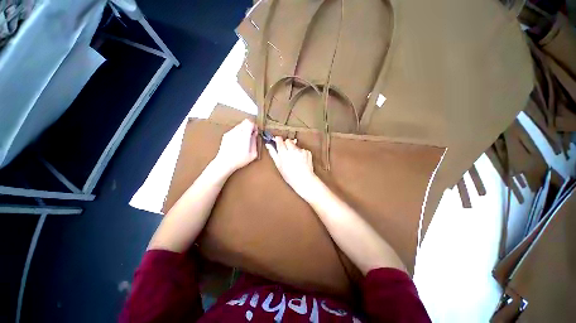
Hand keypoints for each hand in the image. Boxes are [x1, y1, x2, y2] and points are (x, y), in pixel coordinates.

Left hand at [213, 119, 257, 174]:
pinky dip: (238, 133)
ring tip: (244, 140)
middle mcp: (236, 131)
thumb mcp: (253, 154)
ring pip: (239, 126)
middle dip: (249, 127)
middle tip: (251, 136)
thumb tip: (255, 135)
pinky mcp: (225, 135)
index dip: (254, 126)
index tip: (255, 132)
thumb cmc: (239, 160)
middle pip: (245, 122)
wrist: (224, 162)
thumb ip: (255, 142)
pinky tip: (238, 142)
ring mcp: (230, 133)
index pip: (250, 122)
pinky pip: (234, 130)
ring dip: (244, 130)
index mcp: (244, 135)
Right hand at [266, 137, 321, 200]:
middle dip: (286, 144)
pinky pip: (302, 149)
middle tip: (286, 152)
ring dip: (294, 149)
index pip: (279, 140)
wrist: (304, 180)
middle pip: (288, 141)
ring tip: (294, 159)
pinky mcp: (307, 152)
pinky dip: (301, 153)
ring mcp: (301, 150)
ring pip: (295, 145)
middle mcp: (292, 149)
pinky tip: (301, 161)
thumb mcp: (279, 165)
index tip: (277, 141)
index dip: (278, 140)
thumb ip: (273, 153)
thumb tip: (268, 145)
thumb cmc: (290, 175)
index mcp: (284, 153)